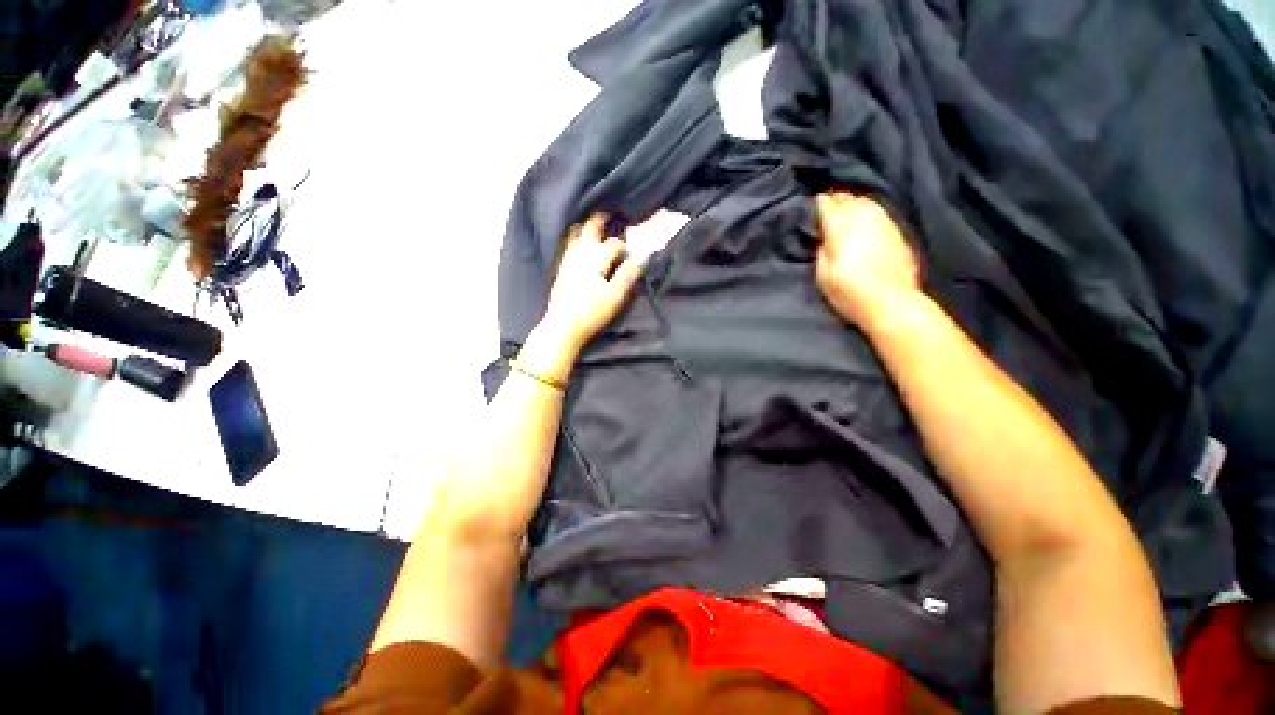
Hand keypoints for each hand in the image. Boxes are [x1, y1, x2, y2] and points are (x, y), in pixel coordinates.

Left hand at [539, 214, 646, 352]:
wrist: (563, 326)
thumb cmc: (592, 312)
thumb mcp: (615, 295)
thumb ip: (629, 274)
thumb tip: (643, 256)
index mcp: (596, 258)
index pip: (614, 243)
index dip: (624, 246)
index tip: (630, 252)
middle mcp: (580, 254)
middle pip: (590, 229)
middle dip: (600, 221)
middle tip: (608, 216)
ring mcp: (568, 260)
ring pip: (575, 235)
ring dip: (585, 228)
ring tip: (593, 227)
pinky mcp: (561, 270)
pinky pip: (567, 246)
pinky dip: (574, 239)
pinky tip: (577, 245)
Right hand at [815, 192, 921, 328]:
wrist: (891, 303)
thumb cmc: (850, 293)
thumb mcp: (824, 276)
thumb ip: (822, 251)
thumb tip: (825, 238)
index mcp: (841, 230)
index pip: (828, 207)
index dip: (820, 203)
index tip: (815, 202)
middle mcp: (863, 220)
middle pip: (849, 200)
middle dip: (838, 199)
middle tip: (829, 202)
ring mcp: (884, 223)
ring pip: (866, 202)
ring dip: (854, 201)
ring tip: (847, 205)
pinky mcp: (897, 232)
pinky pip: (879, 211)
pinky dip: (869, 209)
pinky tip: (866, 216)